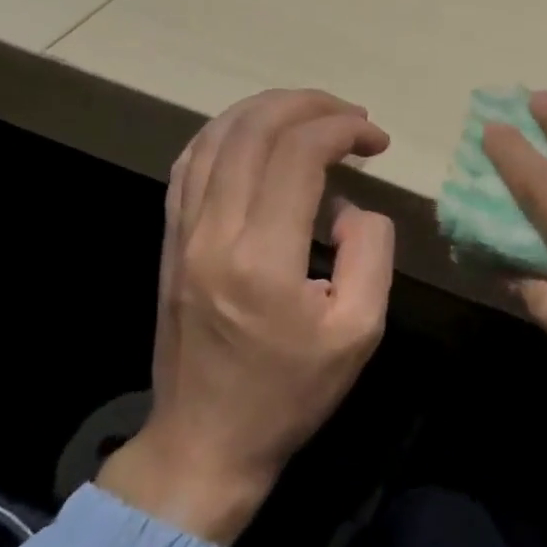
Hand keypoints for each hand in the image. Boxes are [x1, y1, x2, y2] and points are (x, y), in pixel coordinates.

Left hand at [98, 90, 394, 544]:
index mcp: (263, 257)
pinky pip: (189, 165)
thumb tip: (351, 206)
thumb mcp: (359, 331)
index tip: (375, 140)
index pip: (298, 154)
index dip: (342, 129)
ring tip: (310, 113)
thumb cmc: (290, 393)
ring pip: (214, 138)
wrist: (206, 441)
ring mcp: (182, 234)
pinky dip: (226, 135)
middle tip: (350, 115)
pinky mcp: (170, 242)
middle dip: (308, 105)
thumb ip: (371, 253)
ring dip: (265, 111)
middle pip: (253, 130)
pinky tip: (255, 137)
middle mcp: (214, 232)